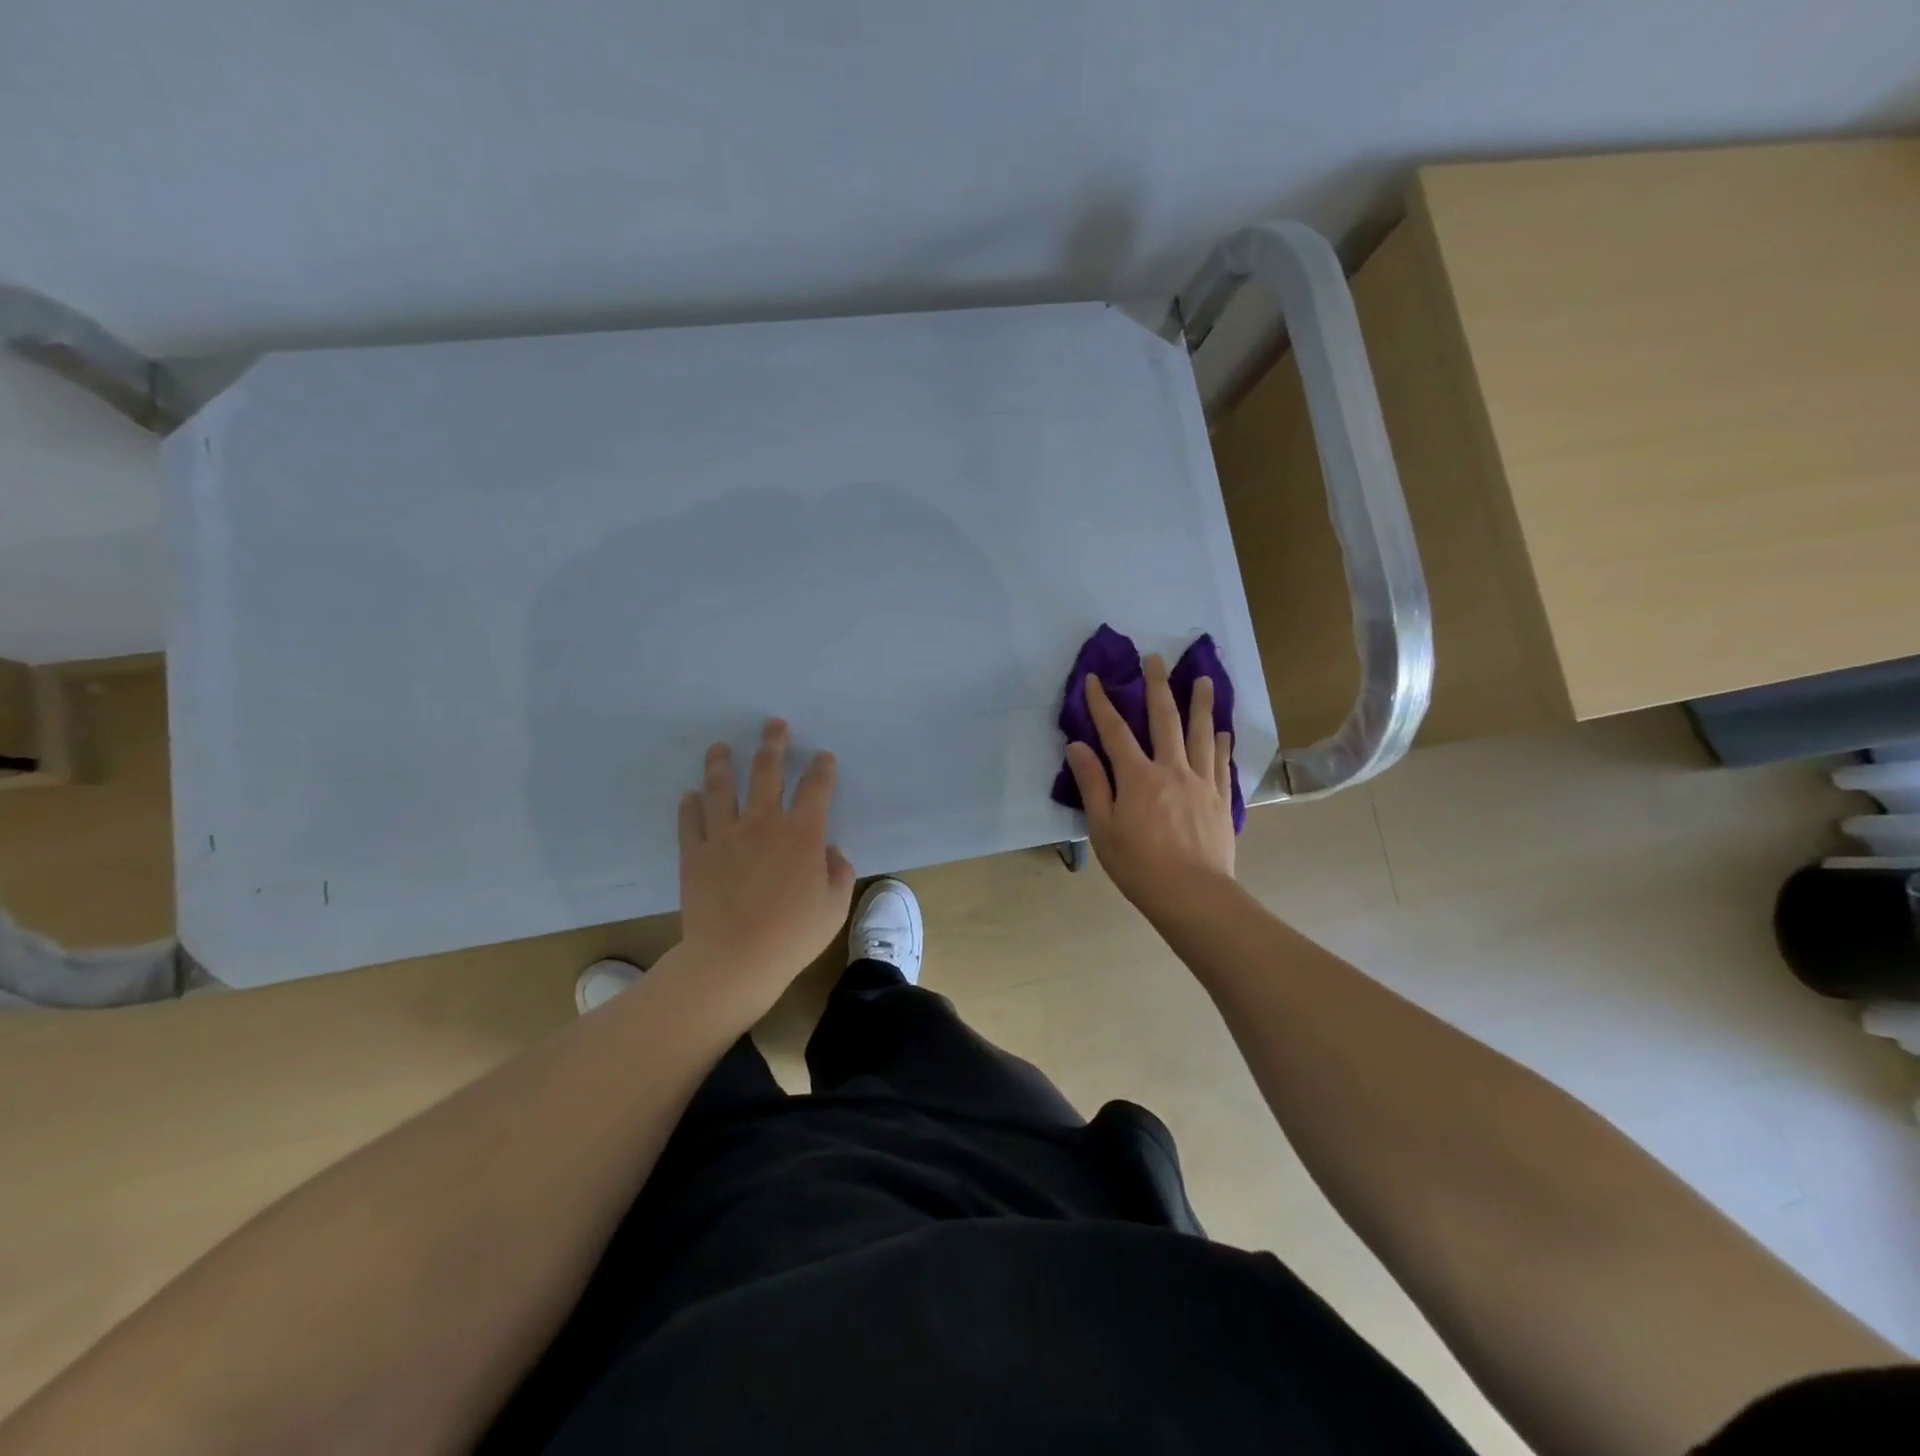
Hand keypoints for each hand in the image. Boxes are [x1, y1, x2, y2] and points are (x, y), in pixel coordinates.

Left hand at [676, 719, 856, 1009]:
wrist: (733, 959)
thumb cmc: (792, 935)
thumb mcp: (834, 907)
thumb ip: (839, 872)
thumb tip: (832, 851)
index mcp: (802, 833)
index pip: (816, 788)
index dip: (822, 768)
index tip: (824, 757)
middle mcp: (763, 822)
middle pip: (767, 771)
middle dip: (773, 744)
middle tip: (773, 724)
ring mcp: (725, 835)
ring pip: (722, 787)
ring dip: (721, 763)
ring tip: (720, 747)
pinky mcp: (696, 853)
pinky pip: (691, 820)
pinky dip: (690, 804)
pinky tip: (690, 794)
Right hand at [1065, 655, 1236, 921]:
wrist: (1193, 895)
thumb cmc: (1139, 866)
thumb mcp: (1103, 828)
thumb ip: (1093, 783)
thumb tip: (1077, 746)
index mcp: (1138, 776)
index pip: (1115, 730)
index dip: (1102, 703)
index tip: (1095, 678)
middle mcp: (1171, 768)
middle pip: (1164, 718)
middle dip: (1157, 686)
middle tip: (1156, 658)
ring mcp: (1201, 782)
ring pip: (1201, 733)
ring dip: (1200, 703)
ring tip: (1202, 679)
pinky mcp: (1220, 798)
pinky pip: (1221, 762)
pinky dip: (1221, 742)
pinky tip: (1223, 730)